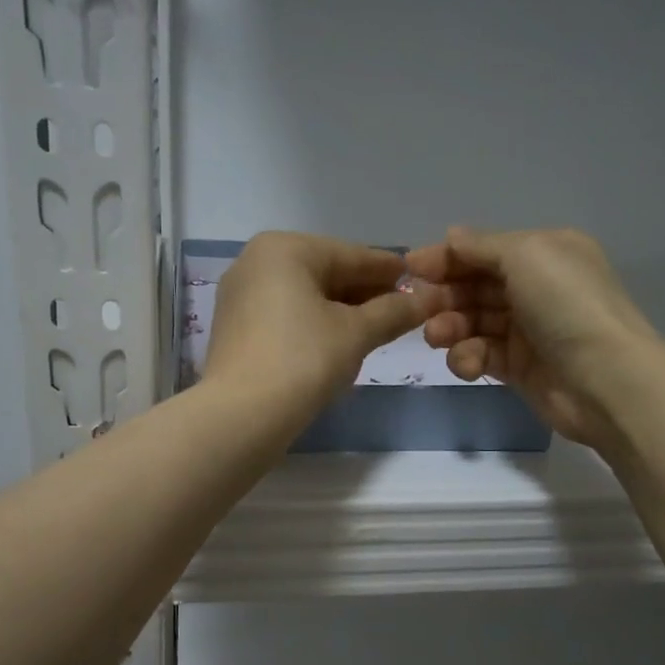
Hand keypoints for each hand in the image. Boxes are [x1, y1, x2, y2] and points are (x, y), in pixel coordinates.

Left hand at [202, 231, 440, 433]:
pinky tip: (338, 344)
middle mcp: (256, 262)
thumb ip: (393, 312)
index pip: (351, 255)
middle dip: (365, 293)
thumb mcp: (356, 333)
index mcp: (285, 249)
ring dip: (342, 311)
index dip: (389, 270)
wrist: (241, 415)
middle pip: (326, 273)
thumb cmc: (303, 360)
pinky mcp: (235, 330)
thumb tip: (428, 299)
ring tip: (377, 328)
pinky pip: (285, 317)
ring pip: (305, 297)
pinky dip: (314, 325)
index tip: (420, 280)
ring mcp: (240, 297)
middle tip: (402, 310)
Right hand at [404, 226, 662, 448]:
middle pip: (475, 286)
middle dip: (443, 295)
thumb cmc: (566, 305)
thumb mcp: (526, 255)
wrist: (605, 380)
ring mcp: (528, 329)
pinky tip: (467, 364)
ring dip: (450, 327)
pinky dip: (468, 357)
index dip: (447, 257)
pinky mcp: (519, 367)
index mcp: (544, 253)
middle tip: (416, 308)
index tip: (409, 268)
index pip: (484, 250)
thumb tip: (451, 236)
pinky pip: (481, 354)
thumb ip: (482, 246)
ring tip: (437, 337)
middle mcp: (537, 287)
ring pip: (473, 321)